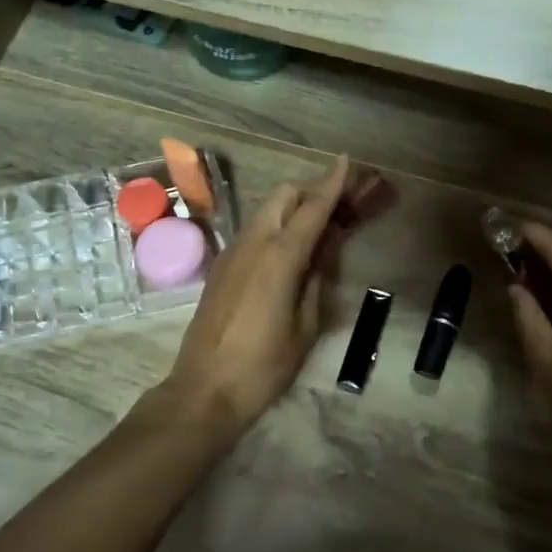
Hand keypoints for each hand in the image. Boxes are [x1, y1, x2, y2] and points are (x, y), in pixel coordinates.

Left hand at [162, 156, 350, 440]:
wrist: (204, 390)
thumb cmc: (264, 365)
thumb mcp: (305, 325)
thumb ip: (317, 279)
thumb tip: (325, 250)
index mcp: (280, 256)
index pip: (312, 208)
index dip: (332, 183)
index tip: (347, 161)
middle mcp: (253, 243)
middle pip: (283, 196)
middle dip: (311, 190)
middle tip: (338, 203)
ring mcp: (232, 253)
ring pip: (266, 211)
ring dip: (293, 207)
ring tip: (318, 225)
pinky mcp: (221, 267)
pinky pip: (254, 231)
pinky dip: (276, 226)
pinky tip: (290, 249)